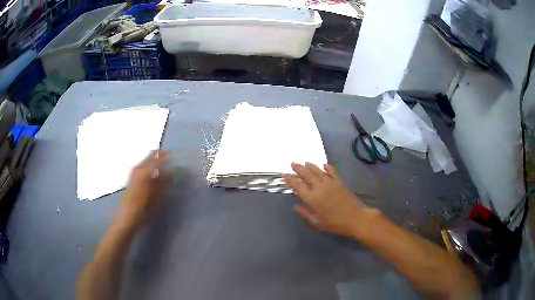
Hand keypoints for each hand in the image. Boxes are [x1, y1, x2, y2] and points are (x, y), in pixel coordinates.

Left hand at [120, 151, 170, 226]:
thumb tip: (171, 172)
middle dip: (159, 156)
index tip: (174, 156)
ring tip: (162, 167)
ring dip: (154, 161)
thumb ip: (164, 182)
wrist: (128, 216)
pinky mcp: (131, 177)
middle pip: (150, 156)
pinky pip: (142, 166)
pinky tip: (153, 174)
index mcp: (145, 172)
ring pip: (145, 160)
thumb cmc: (144, 208)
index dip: (166, 156)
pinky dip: (148, 166)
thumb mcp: (157, 196)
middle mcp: (138, 168)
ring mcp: (133, 172)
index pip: (158, 158)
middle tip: (169, 159)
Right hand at [283, 162, 370, 235]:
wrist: (355, 218)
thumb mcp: (317, 223)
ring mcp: (330, 183)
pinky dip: (327, 167)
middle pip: (306, 175)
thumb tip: (295, 206)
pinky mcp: (340, 181)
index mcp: (312, 198)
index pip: (298, 186)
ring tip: (305, 162)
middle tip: (292, 163)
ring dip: (310, 166)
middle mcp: (319, 187)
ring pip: (318, 171)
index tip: (284, 175)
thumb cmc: (335, 224)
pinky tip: (324, 165)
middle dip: (298, 169)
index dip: (290, 179)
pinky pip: (332, 171)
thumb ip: (305, 214)